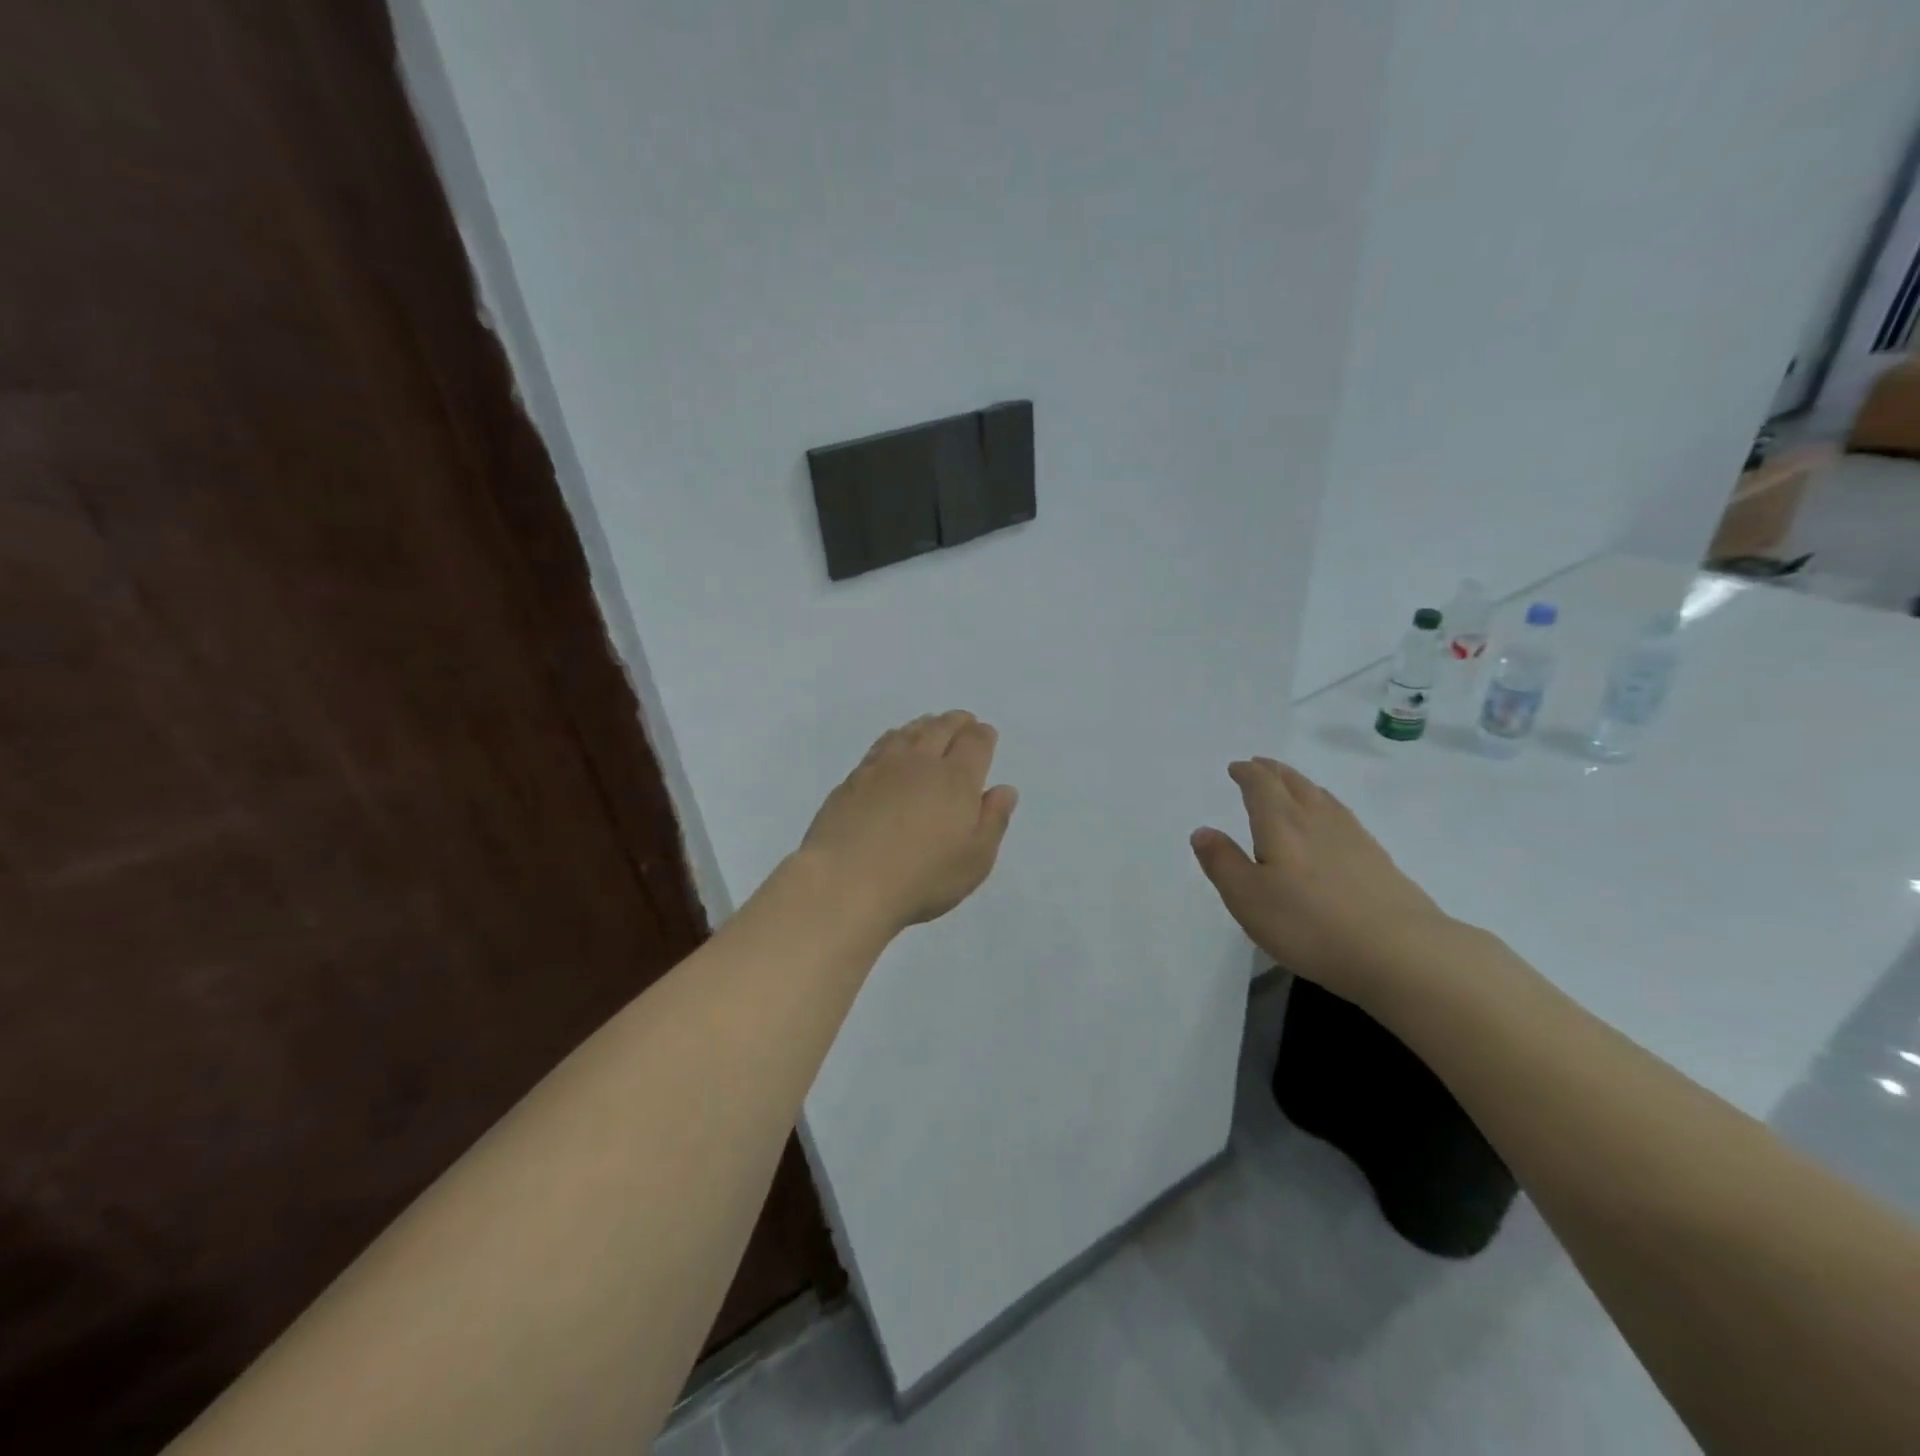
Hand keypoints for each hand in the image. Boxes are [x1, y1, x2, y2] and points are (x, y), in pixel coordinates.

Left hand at [800, 710, 1018, 934]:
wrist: (846, 881)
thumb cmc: (921, 877)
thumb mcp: (975, 860)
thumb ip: (994, 820)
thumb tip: (1004, 789)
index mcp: (956, 779)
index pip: (975, 743)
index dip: (983, 735)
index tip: (986, 734)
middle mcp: (921, 762)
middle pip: (941, 728)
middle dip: (956, 722)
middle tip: (963, 721)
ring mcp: (883, 767)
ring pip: (909, 732)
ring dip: (925, 725)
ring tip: (931, 726)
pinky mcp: (854, 778)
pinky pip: (881, 745)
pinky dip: (895, 737)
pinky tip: (894, 744)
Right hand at [1191, 758, 1454, 1001]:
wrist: (1400, 952)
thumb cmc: (1309, 924)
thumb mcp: (1248, 898)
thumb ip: (1223, 862)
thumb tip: (1203, 831)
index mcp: (1281, 823)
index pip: (1261, 786)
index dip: (1247, 773)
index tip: (1237, 767)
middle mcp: (1316, 820)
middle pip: (1294, 783)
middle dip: (1273, 771)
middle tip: (1260, 765)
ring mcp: (1353, 837)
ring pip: (1321, 797)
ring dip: (1301, 784)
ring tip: (1291, 785)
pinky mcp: (1378, 860)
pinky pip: (1343, 816)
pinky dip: (1327, 806)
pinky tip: (1331, 822)